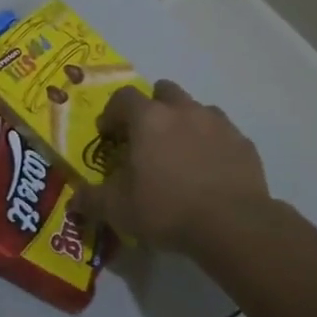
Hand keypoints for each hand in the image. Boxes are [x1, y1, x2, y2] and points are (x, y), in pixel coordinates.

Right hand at [80, 81, 268, 251]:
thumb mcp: (118, 210)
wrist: (232, 225)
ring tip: (179, 154)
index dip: (112, 113)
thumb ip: (91, 200)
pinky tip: (208, 170)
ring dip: (184, 123)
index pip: (123, 97)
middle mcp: (183, 110)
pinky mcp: (243, 143)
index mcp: (148, 119)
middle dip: (152, 108)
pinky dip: (211, 144)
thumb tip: (73, 199)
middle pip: (164, 91)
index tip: (109, 136)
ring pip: (196, 109)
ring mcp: (218, 123)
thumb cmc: (166, 209)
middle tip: (146, 138)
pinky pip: (222, 133)